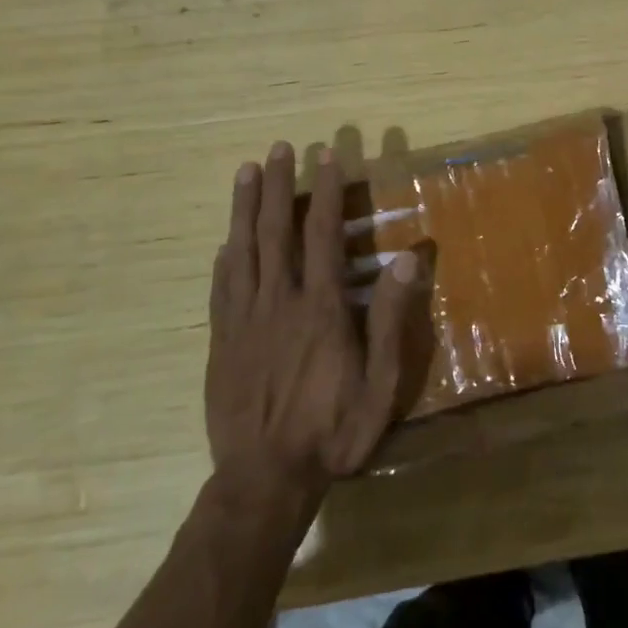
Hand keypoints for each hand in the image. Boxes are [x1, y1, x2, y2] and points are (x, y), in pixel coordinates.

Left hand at [205, 143, 416, 516]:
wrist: (264, 479)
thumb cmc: (333, 430)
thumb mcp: (381, 383)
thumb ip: (391, 320)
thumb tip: (407, 260)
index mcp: (321, 308)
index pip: (323, 235)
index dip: (325, 193)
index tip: (324, 157)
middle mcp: (279, 302)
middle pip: (277, 231)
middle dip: (278, 185)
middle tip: (279, 148)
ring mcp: (244, 320)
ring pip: (243, 250)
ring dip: (245, 207)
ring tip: (246, 171)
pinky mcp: (220, 341)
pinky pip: (221, 288)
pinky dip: (225, 257)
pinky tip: (226, 240)